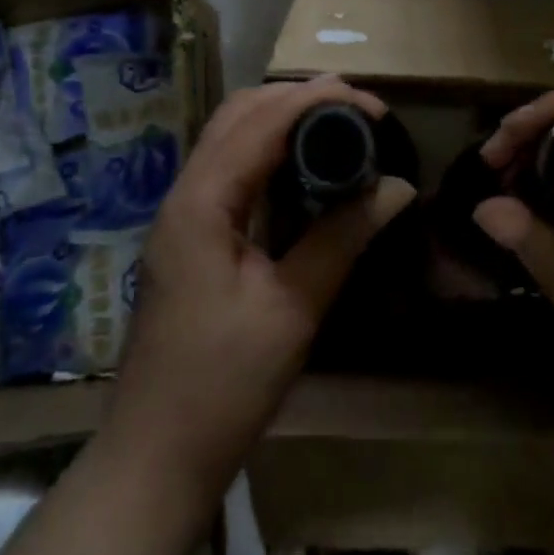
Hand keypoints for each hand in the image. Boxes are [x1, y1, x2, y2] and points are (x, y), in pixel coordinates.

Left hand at [106, 76, 417, 493]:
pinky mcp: (190, 232)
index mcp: (202, 201)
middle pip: (239, 112)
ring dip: (281, 116)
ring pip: (230, 133)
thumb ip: (343, 237)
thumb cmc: (222, 386)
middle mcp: (185, 192)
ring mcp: (182, 212)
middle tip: (357, 110)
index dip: (319, 99)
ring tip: (336, 124)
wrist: (154, 458)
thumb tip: (399, 186)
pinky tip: (301, 166)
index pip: (263, 120)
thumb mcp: (292, 308)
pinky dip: (267, 146)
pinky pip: (229, 164)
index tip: (373, 106)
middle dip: (298, 96)